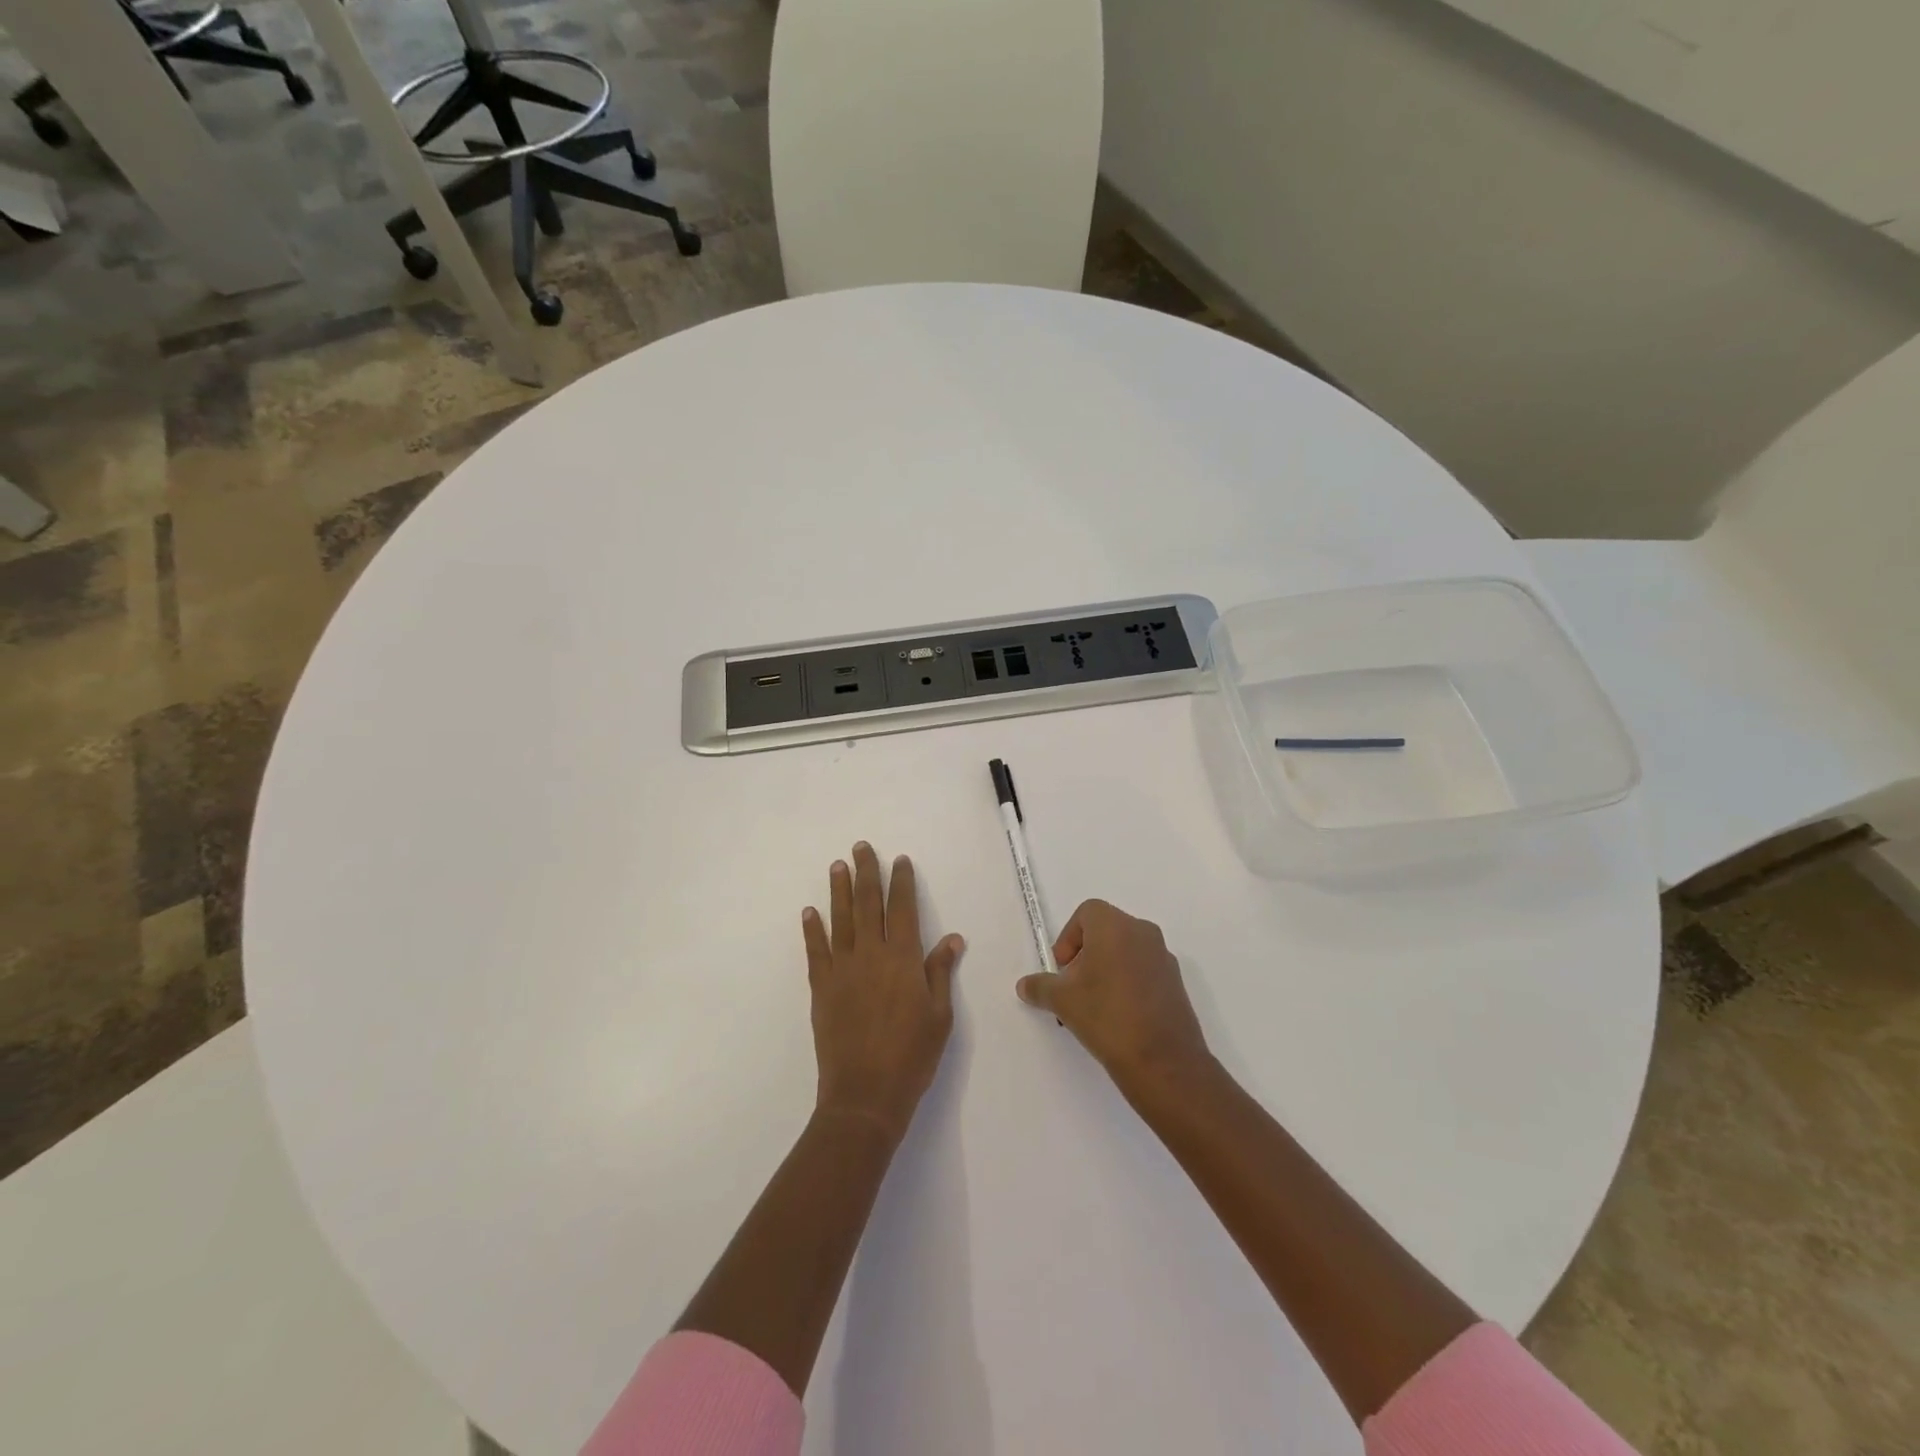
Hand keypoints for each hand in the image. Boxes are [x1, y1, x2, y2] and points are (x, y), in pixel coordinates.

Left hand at [803, 843, 964, 1142]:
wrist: (865, 1095)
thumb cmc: (912, 1056)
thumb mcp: (940, 1016)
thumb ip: (940, 973)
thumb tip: (953, 939)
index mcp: (904, 959)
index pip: (904, 909)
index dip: (902, 882)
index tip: (900, 860)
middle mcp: (872, 955)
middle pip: (869, 904)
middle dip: (867, 873)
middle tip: (862, 847)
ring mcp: (842, 969)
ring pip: (841, 919)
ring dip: (839, 890)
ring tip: (837, 866)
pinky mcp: (821, 988)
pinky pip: (815, 951)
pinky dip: (812, 929)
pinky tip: (809, 912)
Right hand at [1016, 899, 1211, 1098]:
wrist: (1162, 1062)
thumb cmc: (1106, 1016)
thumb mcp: (1062, 1000)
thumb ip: (1040, 986)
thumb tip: (1025, 985)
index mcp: (1116, 926)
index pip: (1087, 913)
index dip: (1068, 938)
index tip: (1062, 970)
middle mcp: (1143, 933)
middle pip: (1106, 931)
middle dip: (1085, 955)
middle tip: (1073, 988)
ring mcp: (1163, 958)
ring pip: (1125, 952)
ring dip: (1105, 970)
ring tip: (1094, 1007)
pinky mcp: (1176, 983)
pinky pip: (1144, 971)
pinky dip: (1127, 984)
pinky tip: (1118, 1018)